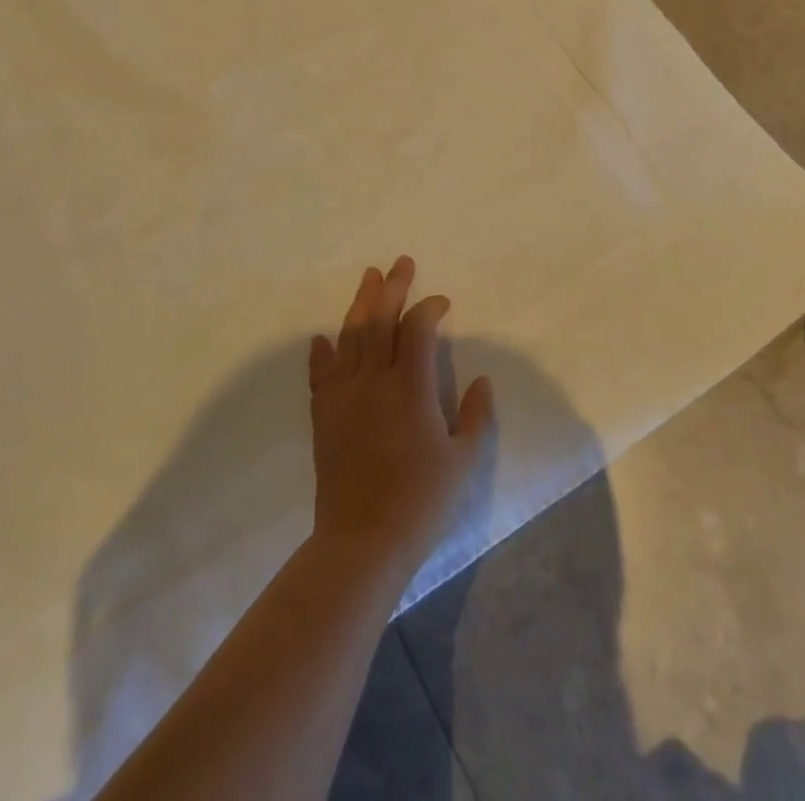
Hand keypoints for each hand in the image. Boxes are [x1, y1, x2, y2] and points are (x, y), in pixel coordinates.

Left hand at [307, 256, 494, 586]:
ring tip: (369, 278)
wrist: (362, 541)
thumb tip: (484, 379)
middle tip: (401, 263)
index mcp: (410, 388)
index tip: (442, 303)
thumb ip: (476, 415)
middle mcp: (373, 381)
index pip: (417, 329)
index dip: (430, 308)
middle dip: (392, 287)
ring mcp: (344, 396)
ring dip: (360, 303)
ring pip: (349, 336)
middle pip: (379, 321)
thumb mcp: (463, 460)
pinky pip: (321, 373)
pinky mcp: (323, 415)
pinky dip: (322, 352)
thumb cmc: (420, 501)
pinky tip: (322, 337)